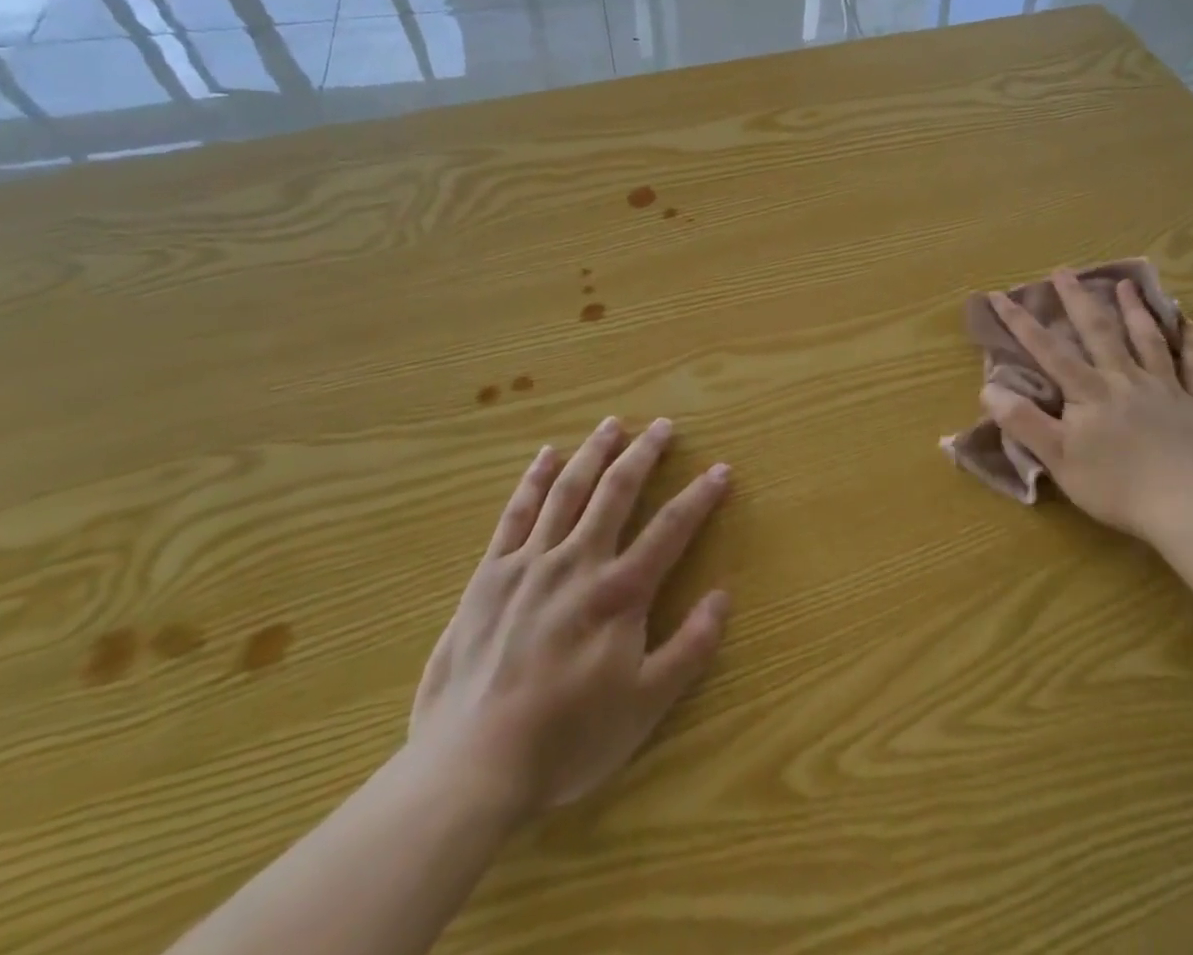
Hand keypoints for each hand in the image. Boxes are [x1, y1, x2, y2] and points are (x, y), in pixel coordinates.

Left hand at [406, 417, 730, 821]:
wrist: (470, 767)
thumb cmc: (566, 740)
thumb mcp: (645, 705)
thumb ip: (689, 648)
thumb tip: (722, 596)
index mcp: (620, 592)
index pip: (671, 528)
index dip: (700, 496)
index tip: (720, 469)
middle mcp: (578, 562)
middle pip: (617, 491)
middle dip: (644, 454)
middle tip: (663, 425)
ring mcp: (530, 563)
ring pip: (568, 490)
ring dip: (593, 452)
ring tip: (612, 424)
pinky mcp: (490, 575)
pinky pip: (516, 513)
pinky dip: (533, 479)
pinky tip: (546, 456)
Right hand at [983, 272, 1192, 545]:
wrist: (1189, 510)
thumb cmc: (1116, 488)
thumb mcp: (1059, 459)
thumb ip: (1024, 422)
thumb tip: (988, 389)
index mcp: (1090, 391)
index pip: (1048, 350)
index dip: (1021, 322)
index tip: (999, 295)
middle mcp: (1125, 379)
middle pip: (1099, 331)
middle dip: (1077, 299)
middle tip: (1063, 271)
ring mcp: (1165, 388)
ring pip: (1147, 339)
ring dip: (1134, 309)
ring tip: (1124, 283)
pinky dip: (1191, 342)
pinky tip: (1189, 323)